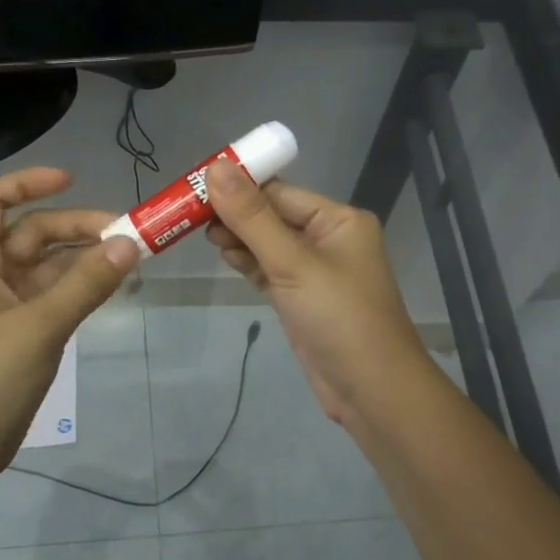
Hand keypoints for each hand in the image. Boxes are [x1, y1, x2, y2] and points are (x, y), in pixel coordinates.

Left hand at [0, 167, 139, 485]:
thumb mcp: (38, 327)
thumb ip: (85, 285)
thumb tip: (130, 243)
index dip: (27, 183)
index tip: (71, 180)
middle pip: (32, 234)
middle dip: (76, 227)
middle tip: (127, 235)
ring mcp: (6, 310)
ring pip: (48, 269)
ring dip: (84, 260)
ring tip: (130, 259)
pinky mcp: (21, 338)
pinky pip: (54, 300)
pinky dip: (81, 290)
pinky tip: (112, 290)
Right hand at [203, 161, 431, 428]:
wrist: (371, 391)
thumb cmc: (339, 318)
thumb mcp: (292, 263)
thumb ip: (252, 217)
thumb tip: (215, 167)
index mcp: (338, 220)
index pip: (279, 191)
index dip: (238, 186)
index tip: (194, 185)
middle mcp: (328, 239)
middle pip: (271, 215)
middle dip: (233, 213)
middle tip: (187, 214)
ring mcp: (314, 271)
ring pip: (267, 243)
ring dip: (237, 238)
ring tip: (199, 234)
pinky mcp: (301, 298)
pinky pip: (269, 269)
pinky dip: (246, 262)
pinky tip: (223, 255)